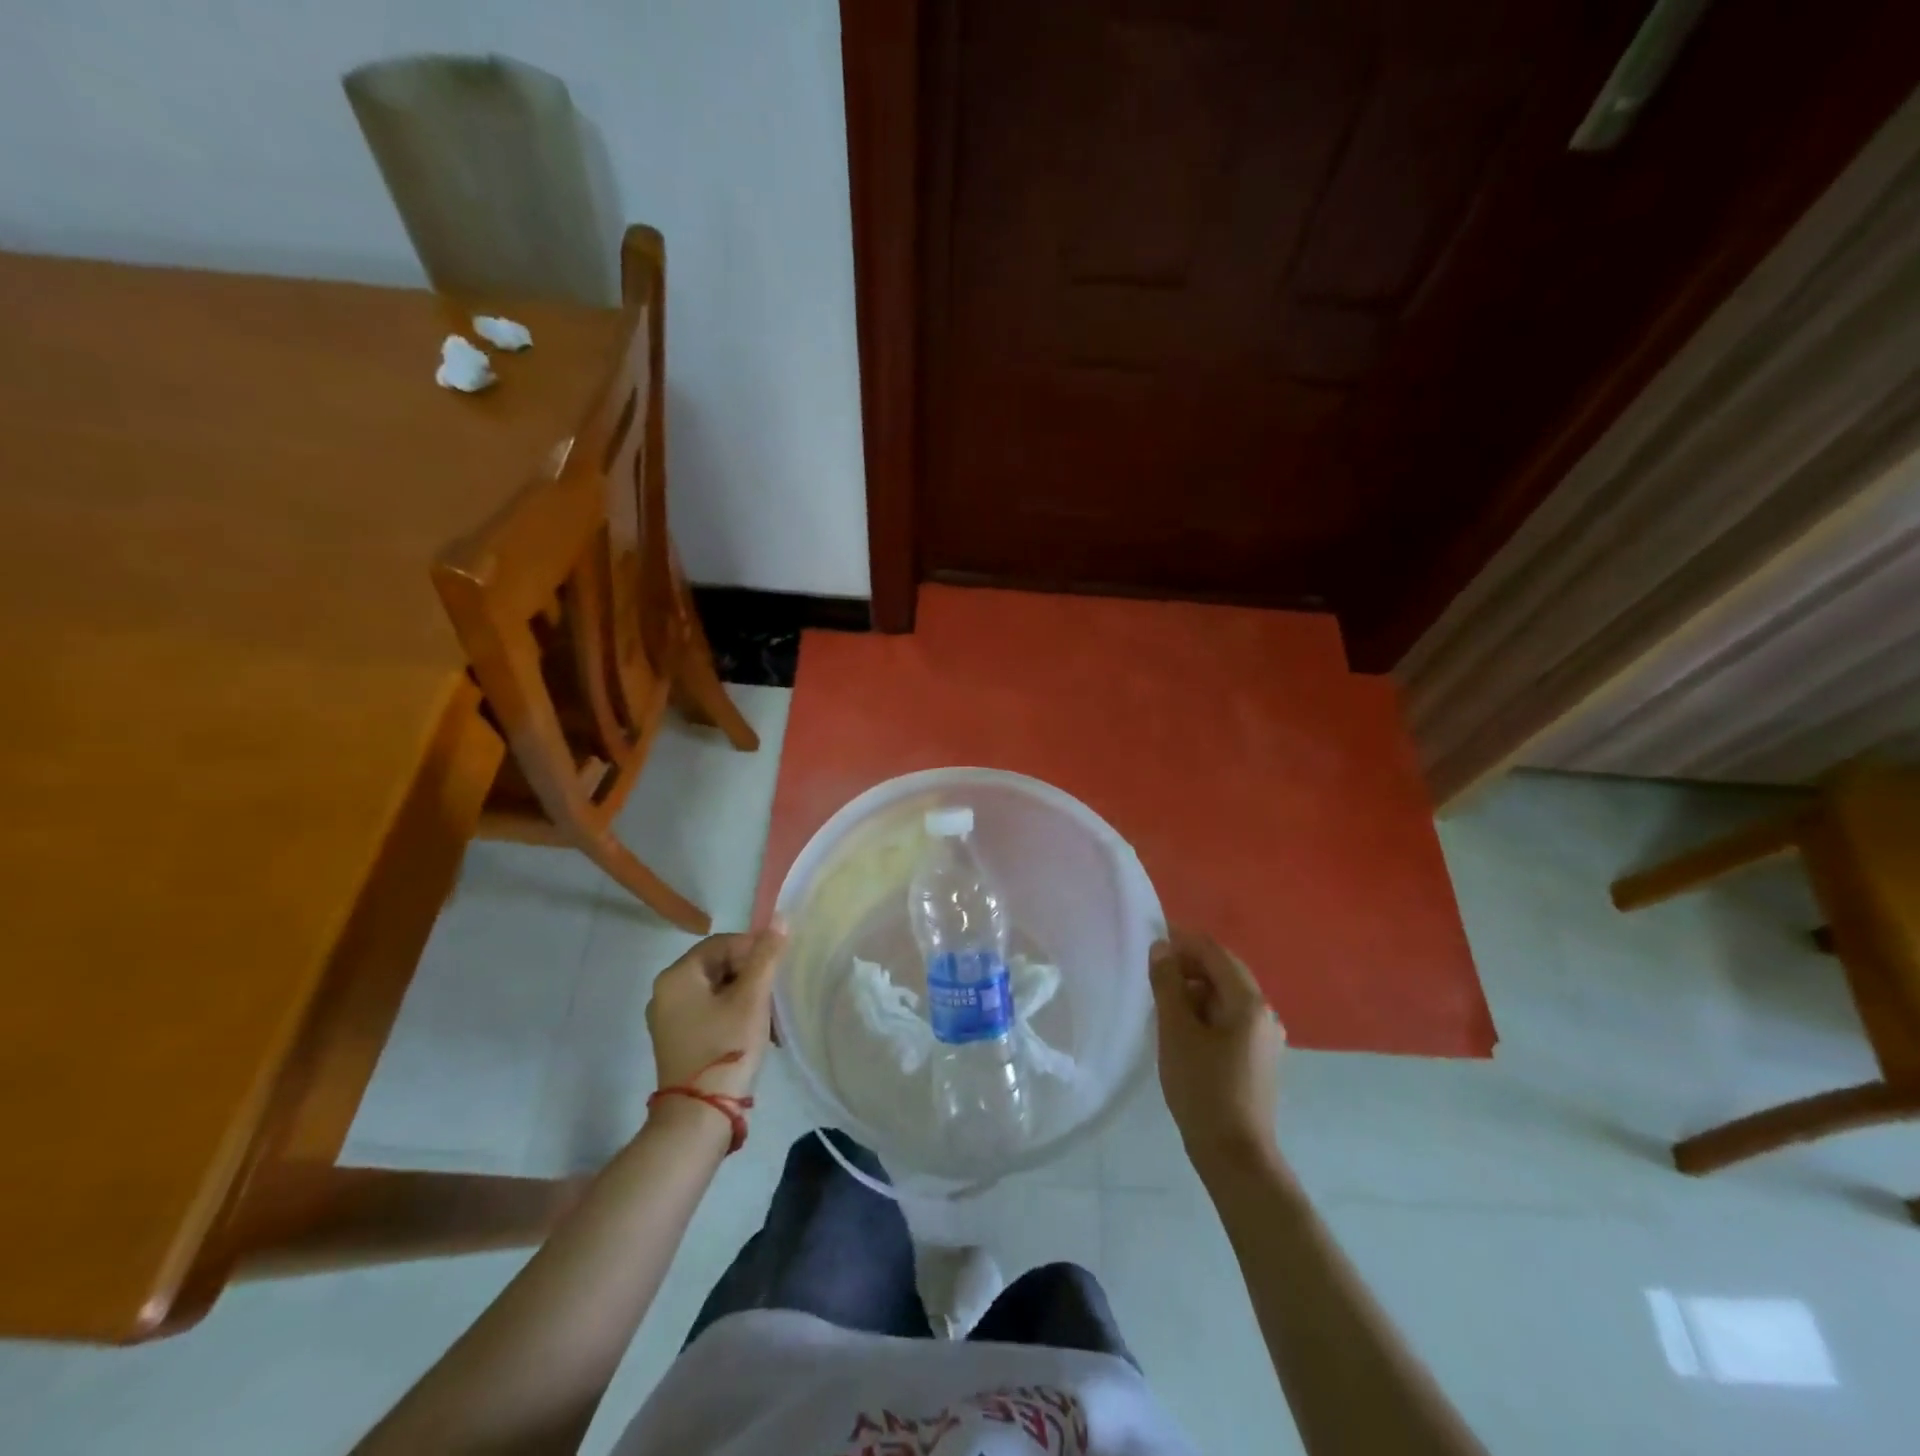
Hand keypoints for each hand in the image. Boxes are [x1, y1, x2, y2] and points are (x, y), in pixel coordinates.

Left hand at [646, 928, 786, 1105]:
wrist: (699, 1119)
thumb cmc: (726, 1048)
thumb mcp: (752, 999)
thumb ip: (766, 957)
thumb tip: (780, 919)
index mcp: (677, 976)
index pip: (722, 944)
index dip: (754, 950)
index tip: (778, 968)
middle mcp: (666, 993)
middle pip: (719, 966)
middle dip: (752, 977)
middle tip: (776, 994)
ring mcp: (669, 1020)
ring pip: (717, 991)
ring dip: (747, 998)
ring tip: (772, 1017)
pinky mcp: (678, 1041)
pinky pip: (710, 1013)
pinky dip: (734, 1015)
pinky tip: (757, 1032)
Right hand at [1149, 927, 1284, 1173]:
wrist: (1235, 1156)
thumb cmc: (1202, 1088)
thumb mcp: (1176, 1031)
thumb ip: (1168, 984)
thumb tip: (1162, 948)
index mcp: (1249, 1001)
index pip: (1214, 952)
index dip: (1182, 940)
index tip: (1150, 941)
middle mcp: (1264, 1013)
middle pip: (1224, 971)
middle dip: (1189, 964)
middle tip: (1152, 971)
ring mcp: (1265, 1037)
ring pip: (1227, 996)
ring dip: (1196, 989)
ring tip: (1162, 999)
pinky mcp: (1259, 1058)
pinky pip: (1231, 1018)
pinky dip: (1206, 1011)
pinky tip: (1183, 1027)